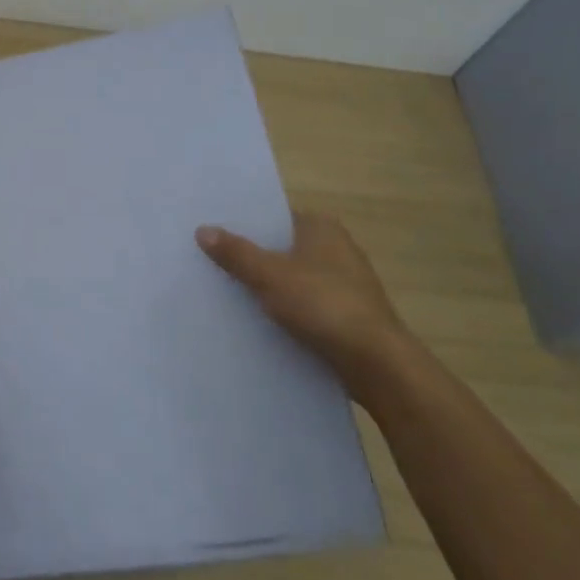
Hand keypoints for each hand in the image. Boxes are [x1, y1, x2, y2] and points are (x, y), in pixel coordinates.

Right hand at [196, 212, 409, 393]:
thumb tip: (202, 229)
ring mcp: (343, 282)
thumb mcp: (270, 275)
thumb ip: (236, 253)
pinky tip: (257, 320)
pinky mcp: (345, 314)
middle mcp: (336, 247)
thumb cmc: (324, 305)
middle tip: (208, 261)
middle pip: (280, 246)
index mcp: (321, 227)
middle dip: (250, 255)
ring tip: (224, 291)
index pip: (273, 215)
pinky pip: (303, 303)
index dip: (242, 223)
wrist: (376, 364)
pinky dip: (283, 308)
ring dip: (265, 285)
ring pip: (291, 277)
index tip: (211, 232)